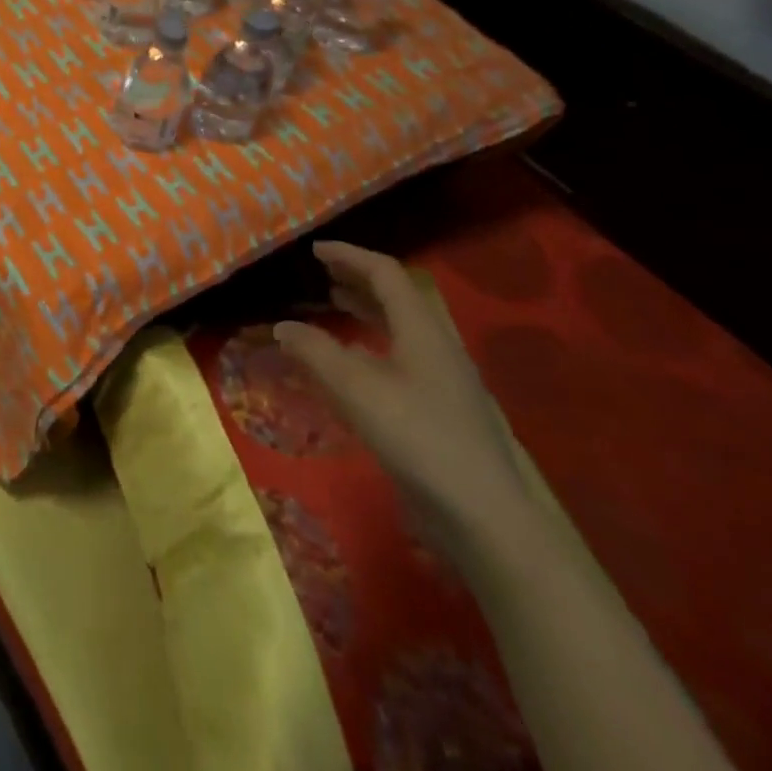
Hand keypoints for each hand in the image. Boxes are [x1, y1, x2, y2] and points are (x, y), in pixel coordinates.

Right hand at [274, 241, 529, 554]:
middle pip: (399, 298)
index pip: (386, 274)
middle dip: (359, 280)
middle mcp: (439, 347)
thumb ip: (315, 352)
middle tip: (322, 276)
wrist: (488, 519)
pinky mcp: (444, 411)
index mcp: (423, 330)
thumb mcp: (356, 390)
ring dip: (367, 311)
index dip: (349, 256)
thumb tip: (283, 326)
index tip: (314, 251)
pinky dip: (373, 345)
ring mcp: (446, 380)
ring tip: (334, 308)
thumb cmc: (420, 440)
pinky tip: (354, 366)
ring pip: (403, 328)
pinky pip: (403, 357)